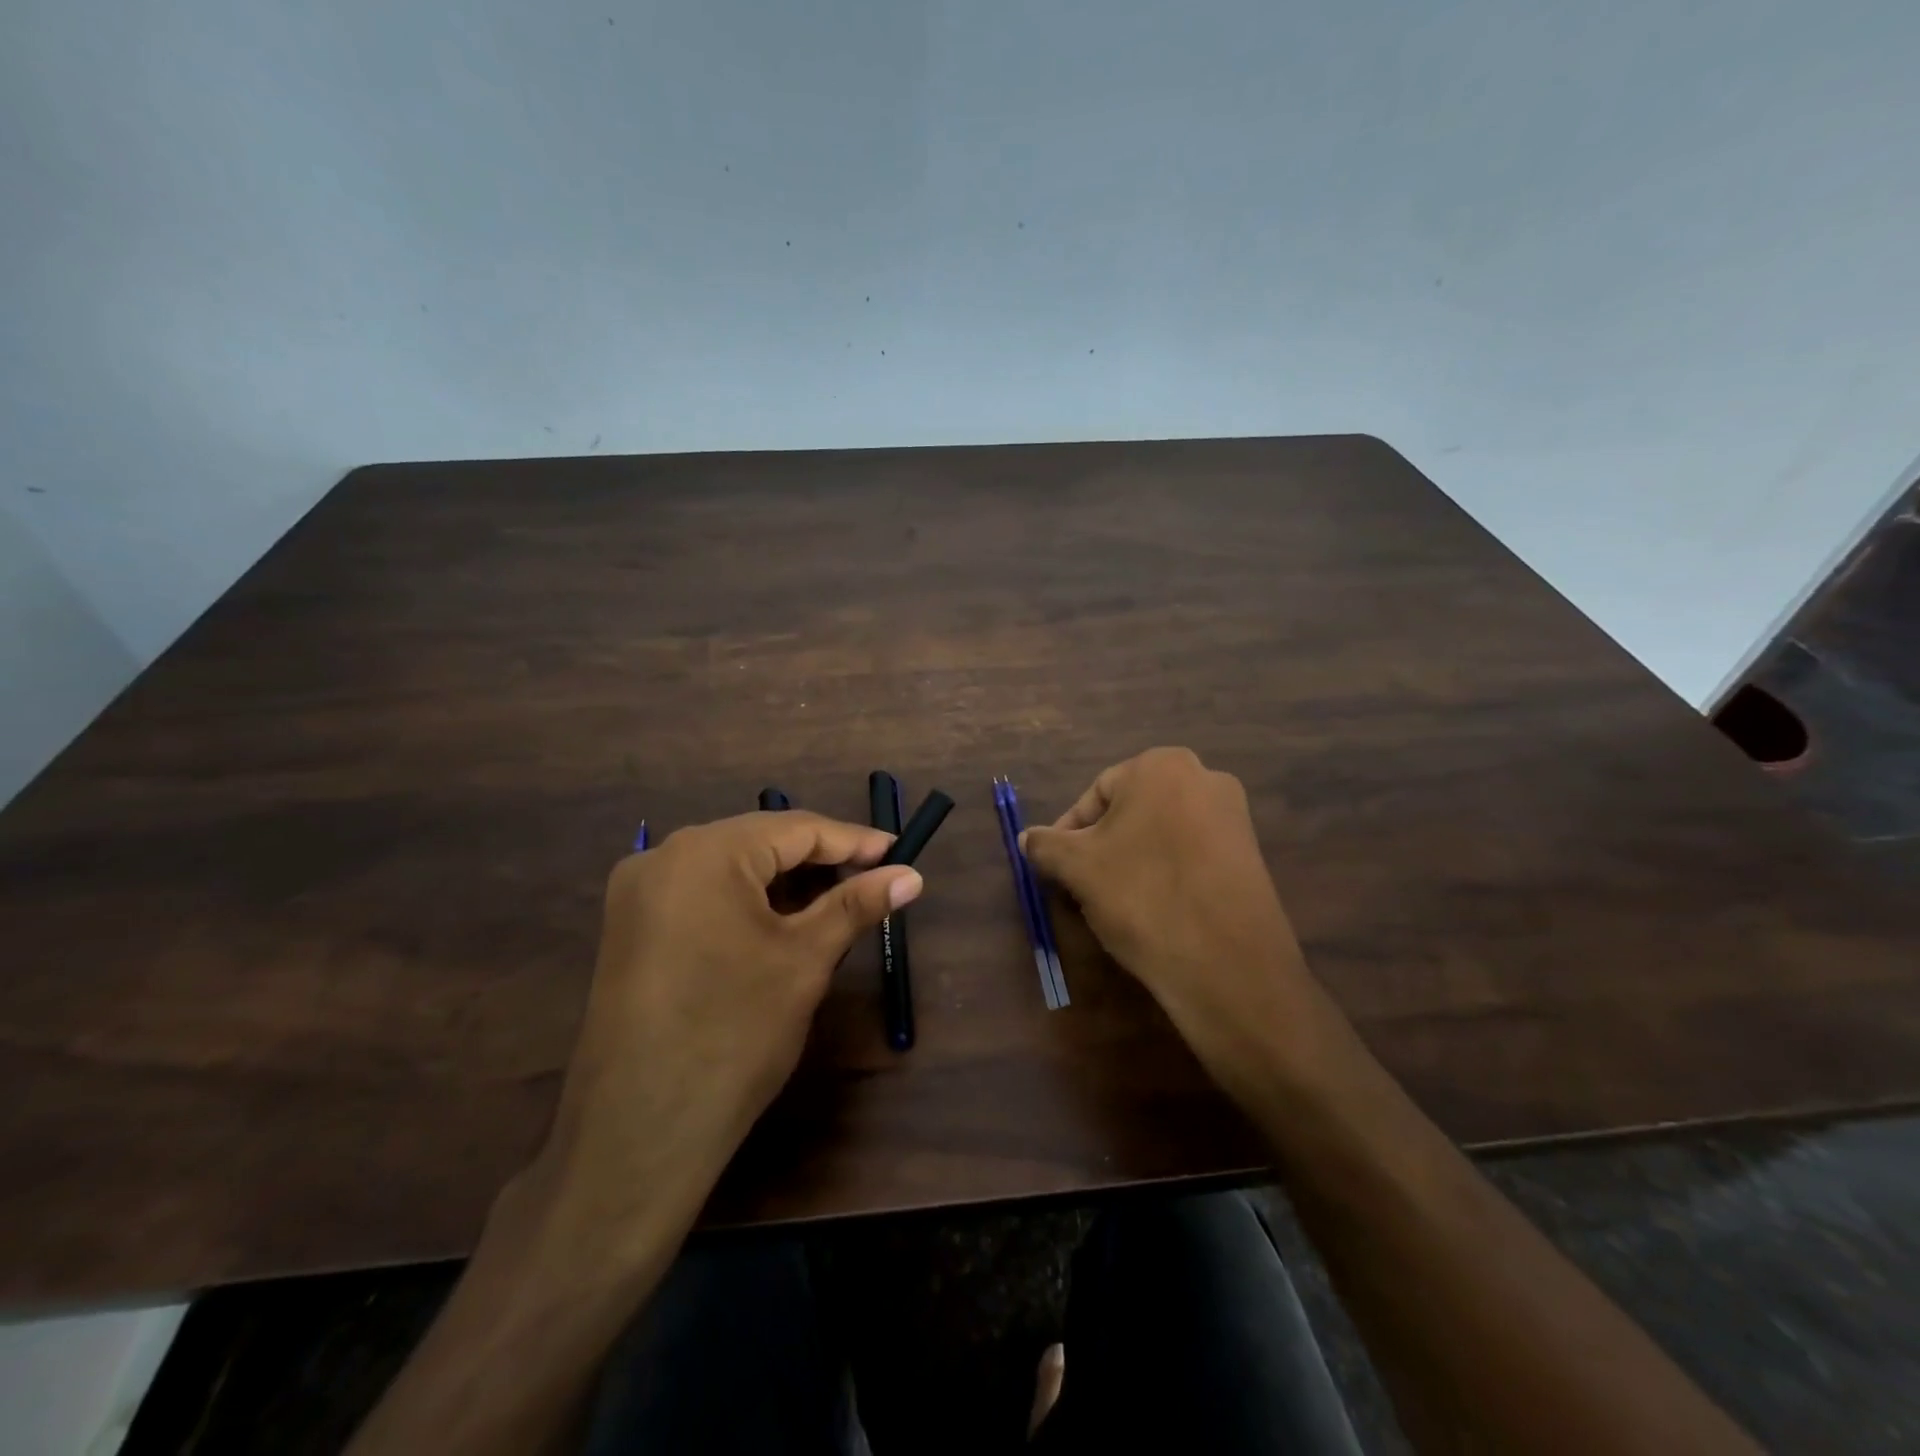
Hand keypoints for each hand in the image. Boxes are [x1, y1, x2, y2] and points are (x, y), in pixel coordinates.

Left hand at [513, 811, 921, 1272]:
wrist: (640, 1134)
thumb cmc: (735, 1034)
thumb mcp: (805, 960)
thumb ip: (857, 904)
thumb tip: (912, 876)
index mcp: (704, 852)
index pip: (795, 828)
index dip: (853, 840)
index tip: (898, 853)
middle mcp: (662, 856)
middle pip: (760, 842)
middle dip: (819, 860)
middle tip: (873, 880)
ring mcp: (638, 893)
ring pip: (730, 867)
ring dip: (784, 881)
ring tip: (836, 901)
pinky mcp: (631, 928)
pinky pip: (702, 893)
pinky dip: (747, 900)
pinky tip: (781, 922)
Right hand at [1021, 748, 1325, 1102]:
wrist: (1228, 965)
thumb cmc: (1142, 896)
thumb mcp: (1077, 868)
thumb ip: (1046, 845)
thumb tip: (1027, 838)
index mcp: (1161, 765)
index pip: (1096, 795)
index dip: (1068, 833)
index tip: (1056, 869)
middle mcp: (1204, 777)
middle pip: (1130, 812)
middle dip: (1100, 847)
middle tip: (1081, 886)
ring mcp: (1233, 816)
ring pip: (1159, 834)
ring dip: (1130, 862)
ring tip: (1114, 903)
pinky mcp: (1250, 854)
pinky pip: (1191, 855)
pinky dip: (1165, 874)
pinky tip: (1154, 910)